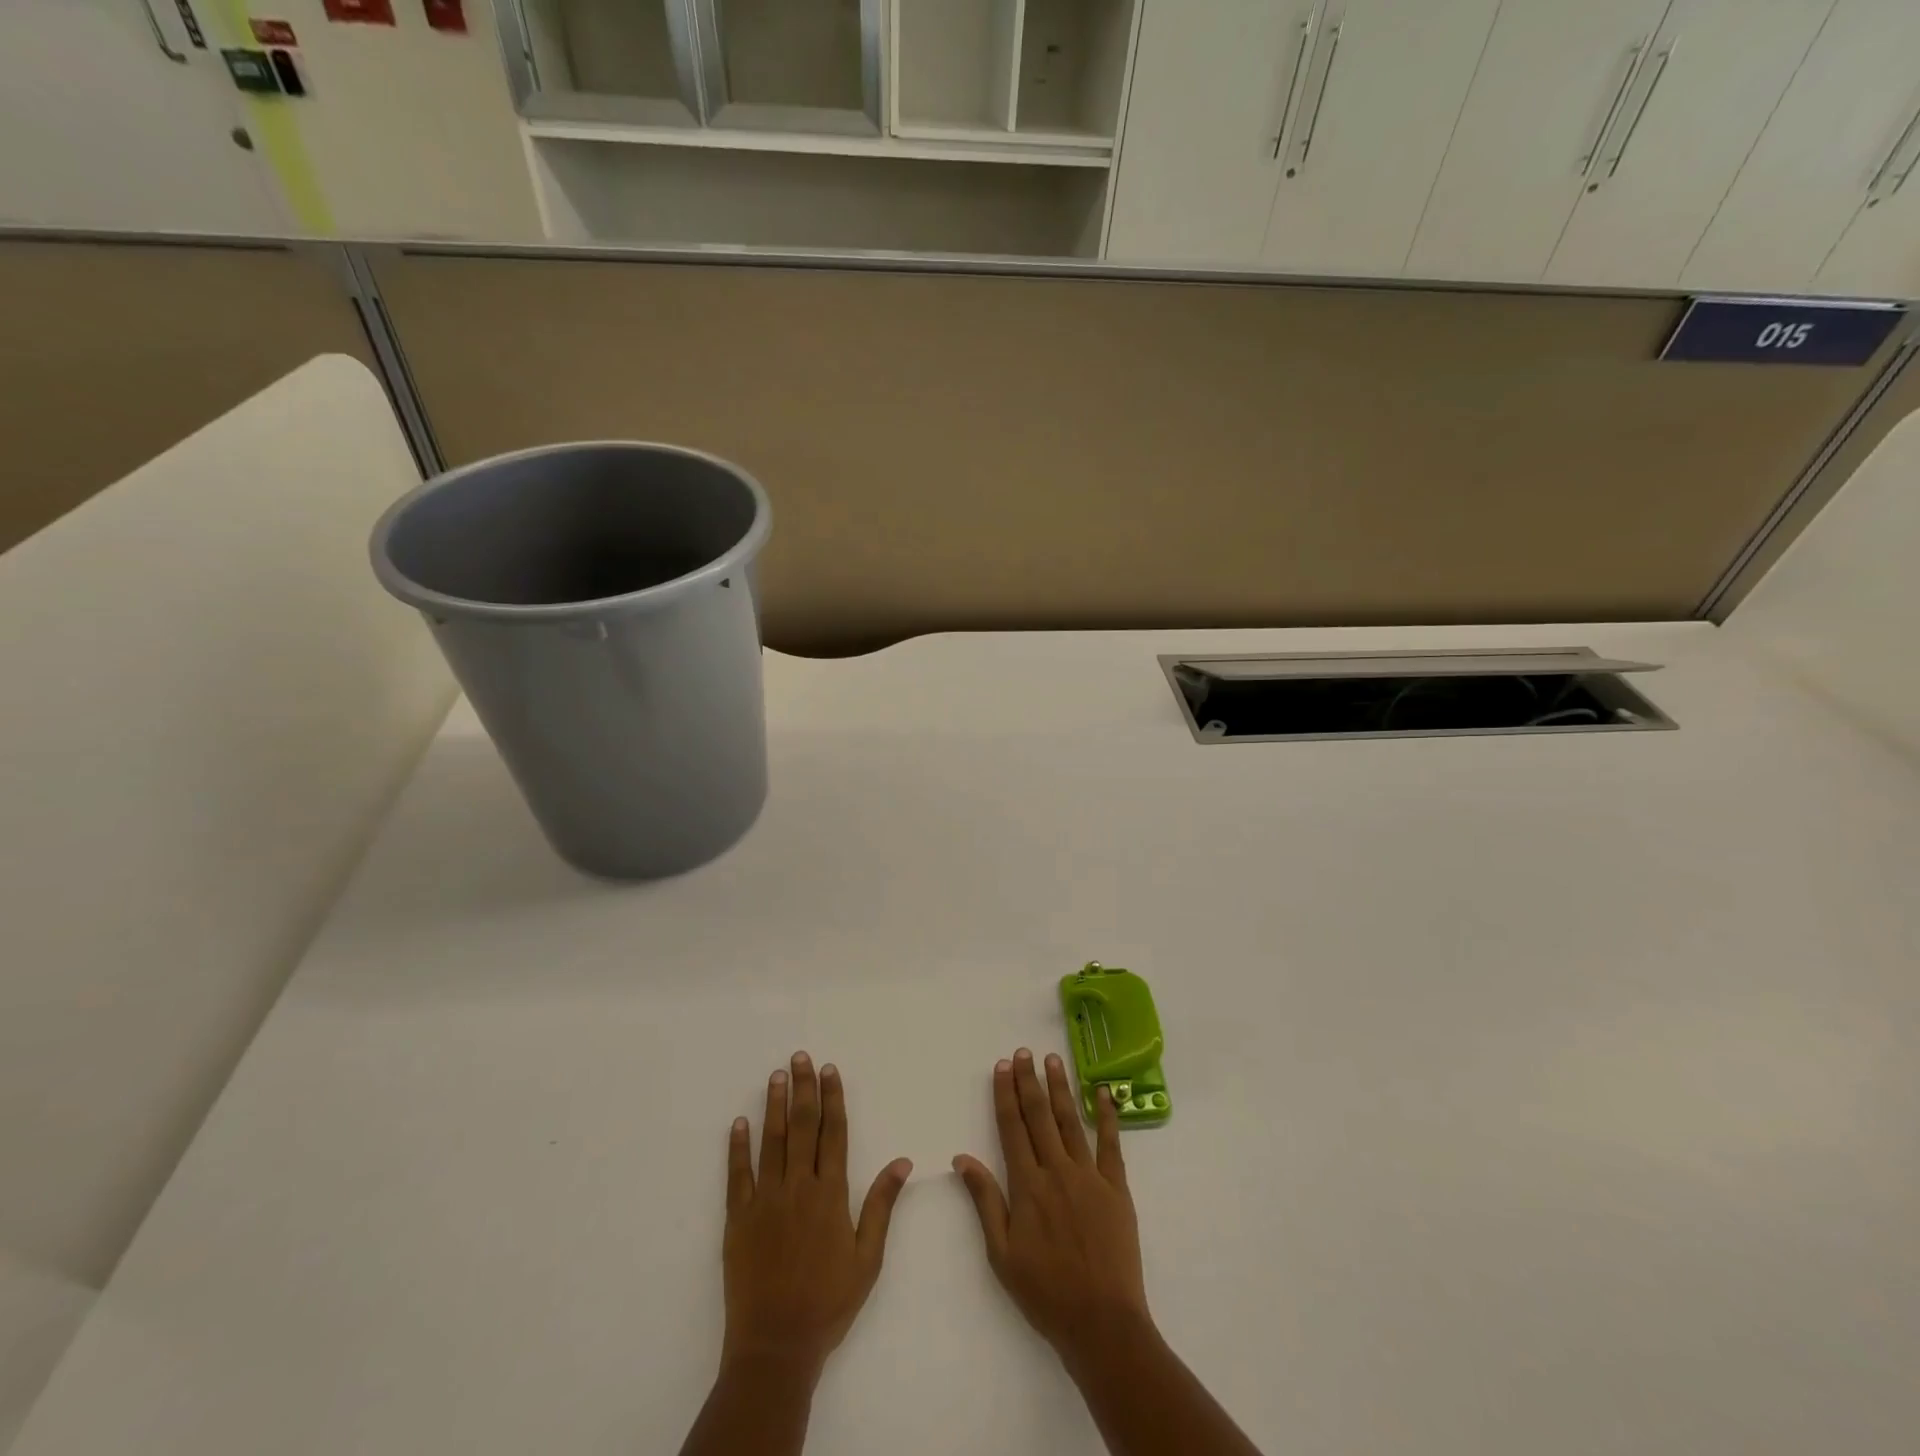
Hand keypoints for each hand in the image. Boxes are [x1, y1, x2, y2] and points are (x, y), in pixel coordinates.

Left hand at [722, 1052, 911, 1378]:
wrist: (776, 1346)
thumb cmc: (829, 1302)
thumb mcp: (868, 1258)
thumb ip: (881, 1205)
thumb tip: (903, 1161)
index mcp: (831, 1194)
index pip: (834, 1133)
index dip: (832, 1098)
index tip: (829, 1070)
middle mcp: (798, 1187)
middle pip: (802, 1126)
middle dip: (803, 1088)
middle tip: (800, 1057)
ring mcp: (765, 1200)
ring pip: (772, 1141)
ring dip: (774, 1106)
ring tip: (776, 1076)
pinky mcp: (738, 1218)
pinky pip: (738, 1174)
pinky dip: (738, 1147)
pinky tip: (740, 1122)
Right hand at [952, 1048, 1150, 1366]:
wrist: (1101, 1322)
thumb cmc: (1045, 1293)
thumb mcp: (1002, 1253)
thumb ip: (985, 1200)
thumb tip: (962, 1158)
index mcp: (1027, 1185)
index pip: (1012, 1127)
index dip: (1006, 1094)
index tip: (1002, 1067)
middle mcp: (1057, 1170)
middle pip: (1039, 1116)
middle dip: (1029, 1081)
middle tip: (1023, 1052)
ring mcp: (1089, 1176)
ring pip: (1071, 1121)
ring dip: (1060, 1088)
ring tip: (1052, 1060)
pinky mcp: (1117, 1188)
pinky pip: (1111, 1144)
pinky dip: (1107, 1116)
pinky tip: (1104, 1093)